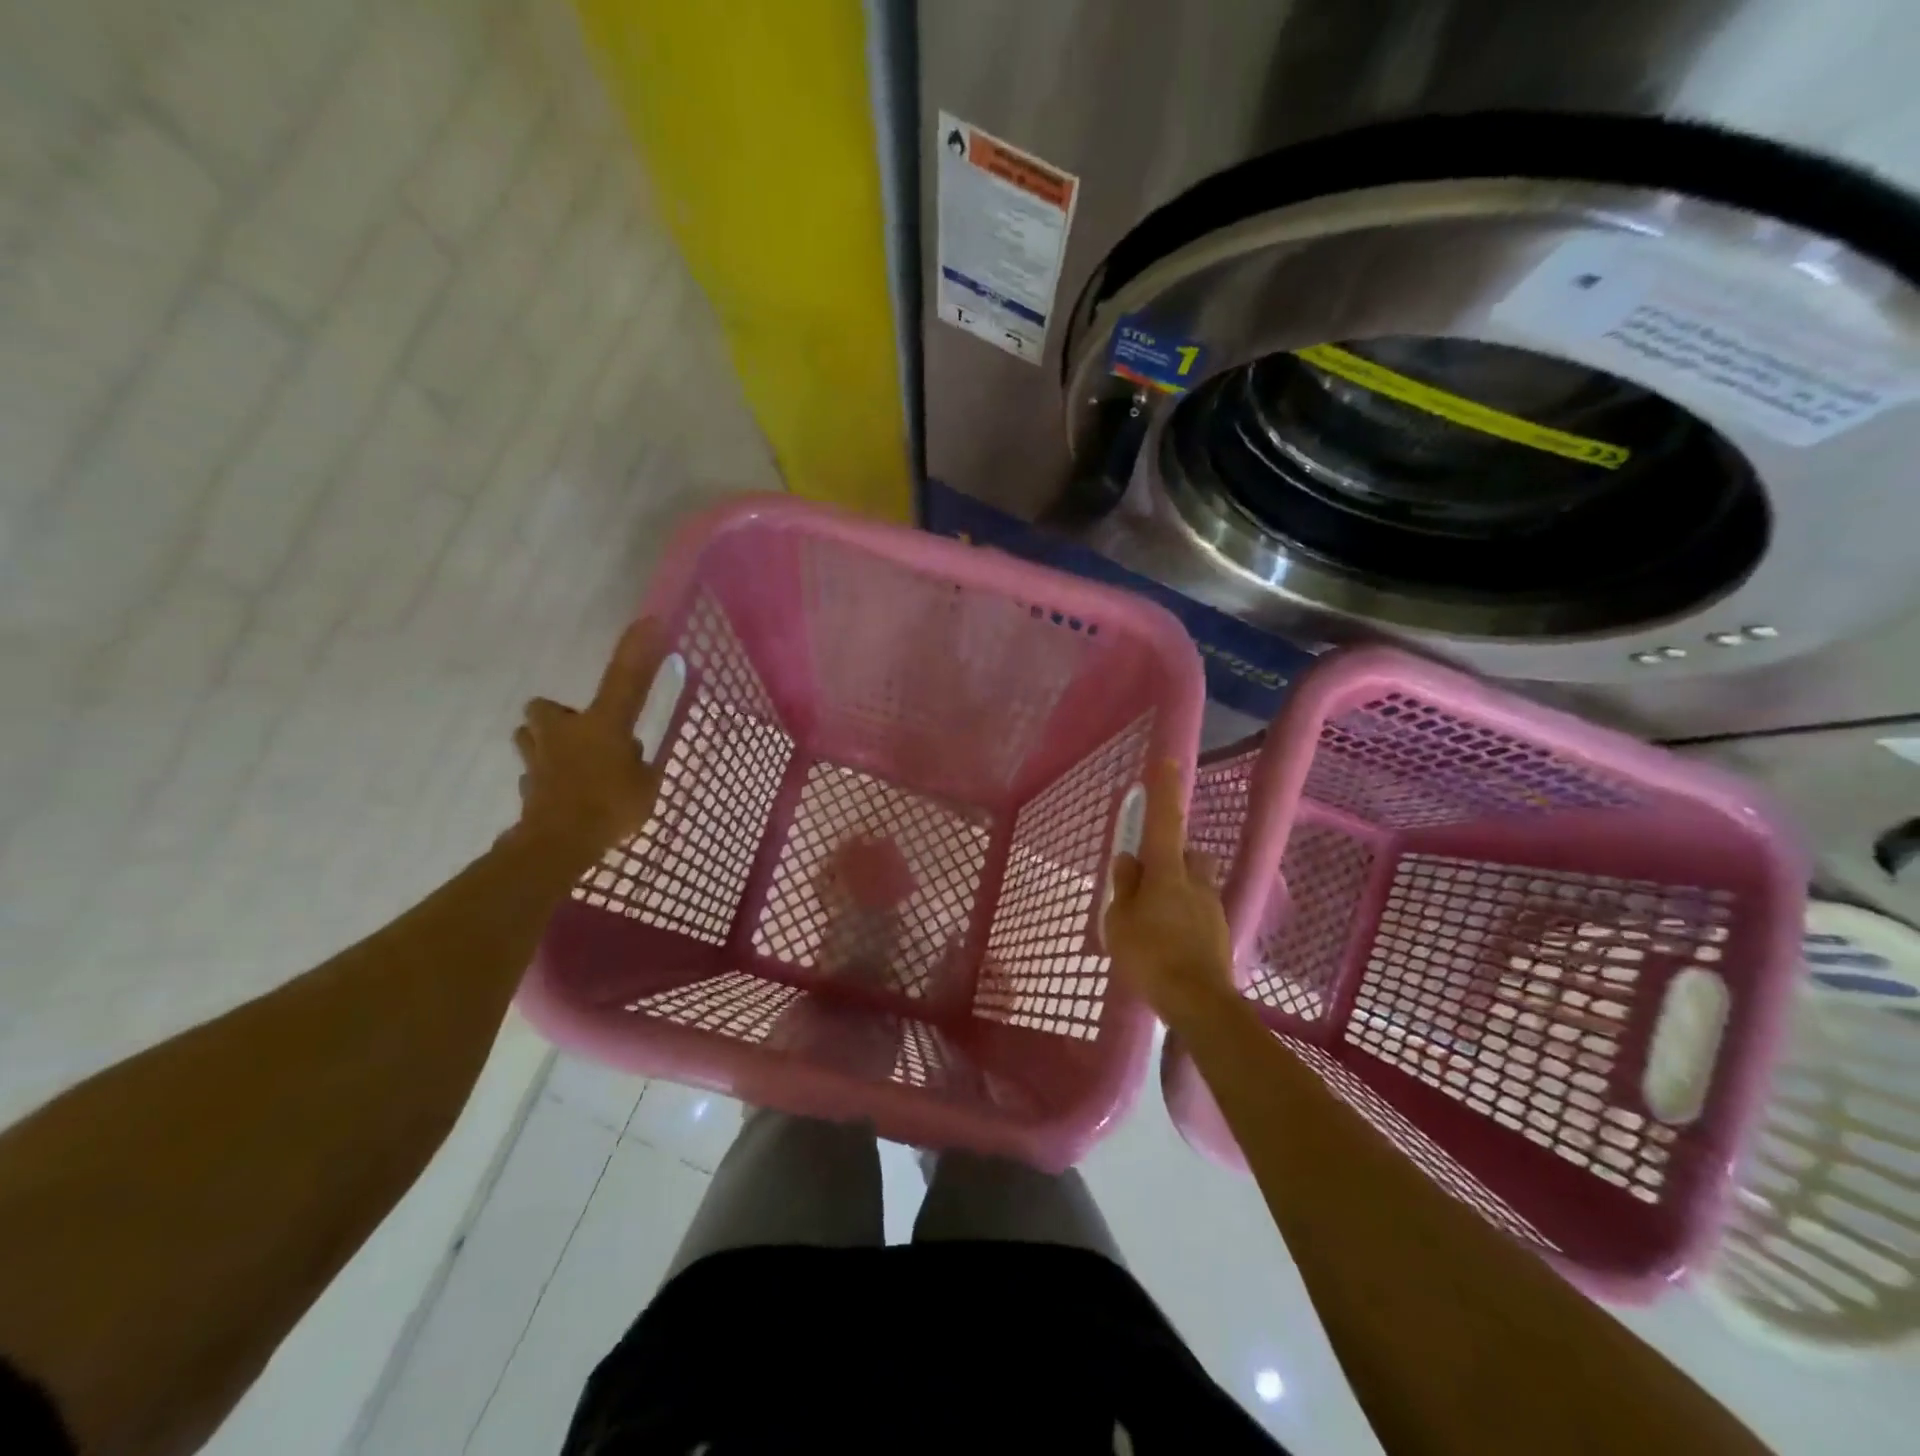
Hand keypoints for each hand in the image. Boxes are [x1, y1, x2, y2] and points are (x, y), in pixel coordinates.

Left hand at [509, 618, 668, 866]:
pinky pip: (533, 776)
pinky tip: (563, 797)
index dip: (637, 650)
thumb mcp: (646, 783)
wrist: (560, 842)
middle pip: (545, 709)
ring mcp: (539, 758)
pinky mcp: (527, 786)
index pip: (624, 679)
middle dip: (558, 716)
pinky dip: (545, 781)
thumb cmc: (612, 806)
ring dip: (545, 744)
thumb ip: (640, 762)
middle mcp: (564, 732)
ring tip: (569, 763)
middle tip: (582, 734)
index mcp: (602, 725)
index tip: (648, 622)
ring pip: (529, 738)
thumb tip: (632, 751)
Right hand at [1104, 758, 1237, 1029]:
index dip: (1165, 790)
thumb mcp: (1120, 921)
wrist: (1199, 1003)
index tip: (1168, 760)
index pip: (1165, 821)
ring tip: (1155, 920)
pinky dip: (1184, 917)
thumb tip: (1129, 860)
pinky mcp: (1220, 932)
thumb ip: (1125, 887)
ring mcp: (1212, 906)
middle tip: (1148, 882)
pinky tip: (1169, 943)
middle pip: (1188, 854)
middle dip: (1172, 858)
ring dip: (1179, 889)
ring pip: (1195, 883)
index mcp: (1167, 872)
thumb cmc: (1150, 956)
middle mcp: (1195, 881)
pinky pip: (1199, 911)